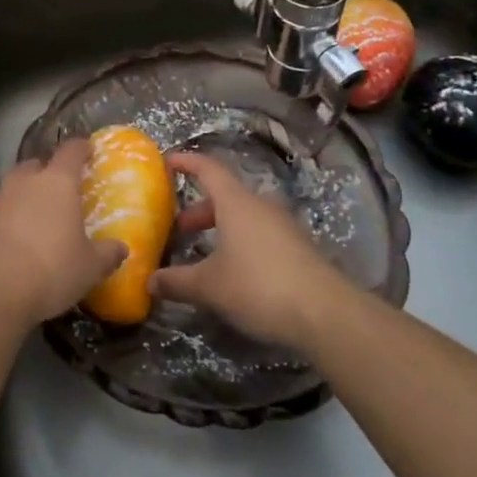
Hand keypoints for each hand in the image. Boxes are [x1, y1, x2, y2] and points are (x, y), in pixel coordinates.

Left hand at [0, 139, 128, 326]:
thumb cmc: (49, 269)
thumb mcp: (89, 268)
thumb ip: (107, 254)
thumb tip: (121, 248)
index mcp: (57, 182)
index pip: (71, 151)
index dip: (81, 148)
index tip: (88, 150)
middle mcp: (24, 182)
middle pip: (37, 165)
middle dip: (48, 173)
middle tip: (61, 190)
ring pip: (14, 187)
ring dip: (25, 197)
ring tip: (37, 220)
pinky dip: (7, 220)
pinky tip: (14, 243)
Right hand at [148, 151, 348, 349]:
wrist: (326, 314)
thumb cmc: (259, 286)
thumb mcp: (210, 287)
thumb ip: (177, 281)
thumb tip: (149, 281)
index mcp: (236, 202)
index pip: (208, 168)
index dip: (186, 162)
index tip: (167, 161)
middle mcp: (260, 205)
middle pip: (224, 196)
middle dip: (198, 209)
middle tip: (178, 228)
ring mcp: (282, 226)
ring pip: (243, 216)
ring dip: (220, 228)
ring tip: (201, 253)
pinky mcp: (297, 248)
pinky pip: (260, 234)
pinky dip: (239, 242)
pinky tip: (232, 271)